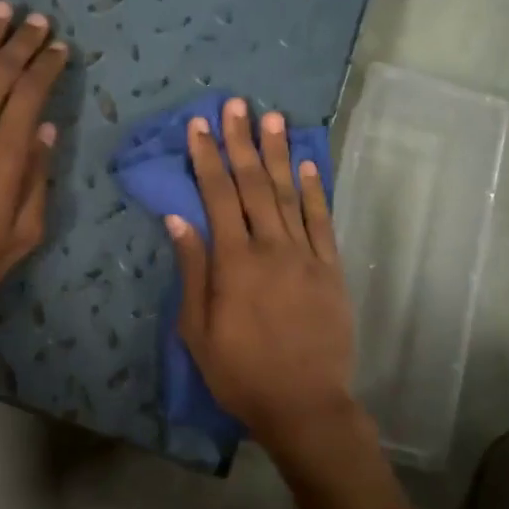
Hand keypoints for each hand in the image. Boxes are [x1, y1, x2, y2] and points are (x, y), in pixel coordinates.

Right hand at [167, 98, 405, 508]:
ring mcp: (306, 256)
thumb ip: (191, 270)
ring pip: (289, 194)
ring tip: (272, 118)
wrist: (304, 404)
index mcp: (234, 262)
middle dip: (241, 141)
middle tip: (236, 104)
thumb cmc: (240, 372)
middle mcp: (271, 247)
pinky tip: (308, 165)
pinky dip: (315, 190)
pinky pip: (323, 221)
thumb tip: (177, 219)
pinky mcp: (331, 269)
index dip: (207, 157)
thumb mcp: (197, 330)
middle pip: (253, 185)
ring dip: (278, 154)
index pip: (217, 196)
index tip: (199, 125)